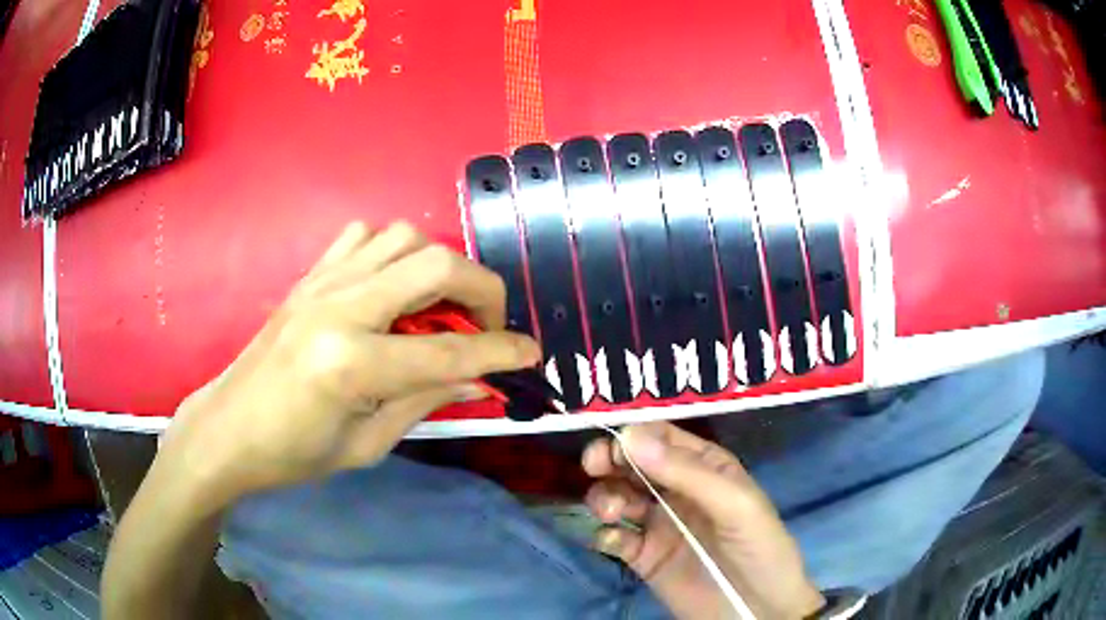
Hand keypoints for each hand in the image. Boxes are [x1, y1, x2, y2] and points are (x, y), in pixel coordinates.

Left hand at [160, 221, 540, 508]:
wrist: (228, 429)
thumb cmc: (293, 454)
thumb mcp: (367, 445)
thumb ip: (425, 402)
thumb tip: (480, 380)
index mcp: (352, 364)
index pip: (450, 352)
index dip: (501, 352)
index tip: (531, 353)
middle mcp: (341, 307)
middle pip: (436, 265)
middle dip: (483, 291)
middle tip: (487, 325)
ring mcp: (322, 283)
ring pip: (403, 237)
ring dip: (438, 267)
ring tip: (439, 308)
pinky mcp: (309, 276)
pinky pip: (363, 237)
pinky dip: (392, 253)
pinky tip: (390, 288)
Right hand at [582, 422, 824, 619]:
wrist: (758, 610)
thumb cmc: (758, 547)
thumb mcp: (735, 504)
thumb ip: (686, 472)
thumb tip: (629, 435)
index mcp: (705, 467)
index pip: (663, 438)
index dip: (634, 434)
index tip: (610, 445)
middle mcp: (678, 490)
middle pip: (632, 463)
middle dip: (609, 460)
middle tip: (593, 467)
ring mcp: (659, 525)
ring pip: (617, 497)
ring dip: (604, 497)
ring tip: (609, 513)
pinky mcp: (644, 558)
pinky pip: (614, 538)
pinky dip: (605, 535)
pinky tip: (614, 542)